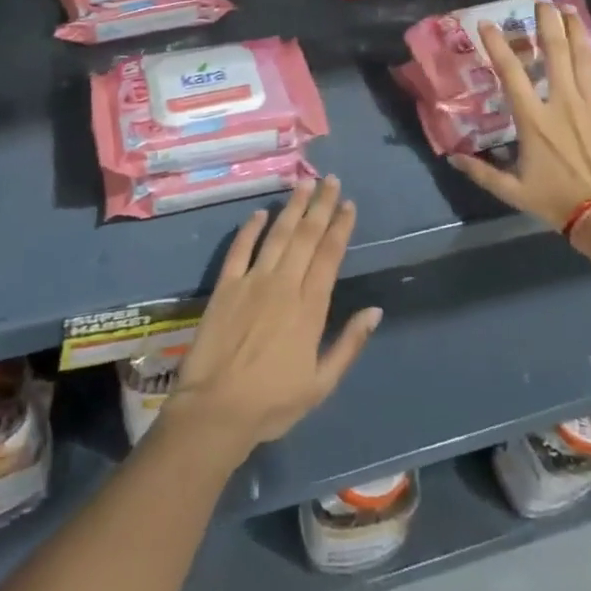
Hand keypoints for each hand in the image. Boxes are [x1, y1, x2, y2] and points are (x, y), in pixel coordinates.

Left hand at [167, 177, 382, 455]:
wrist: (216, 410)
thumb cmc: (273, 403)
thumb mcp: (321, 384)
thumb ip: (349, 344)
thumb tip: (375, 311)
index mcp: (309, 308)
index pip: (329, 256)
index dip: (340, 227)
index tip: (349, 204)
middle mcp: (283, 285)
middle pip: (306, 236)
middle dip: (320, 206)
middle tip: (331, 180)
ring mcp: (252, 282)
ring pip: (277, 235)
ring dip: (292, 208)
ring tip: (304, 184)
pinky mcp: (225, 287)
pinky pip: (239, 249)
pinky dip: (250, 228)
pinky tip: (260, 212)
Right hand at [449, 1, 590, 237]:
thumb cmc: (557, 202)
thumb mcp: (512, 191)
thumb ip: (481, 172)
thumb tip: (451, 158)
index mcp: (534, 119)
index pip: (511, 73)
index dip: (497, 45)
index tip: (488, 23)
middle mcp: (563, 102)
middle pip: (555, 53)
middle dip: (546, 24)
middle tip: (541, 1)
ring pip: (586, 59)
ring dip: (577, 31)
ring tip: (570, 9)